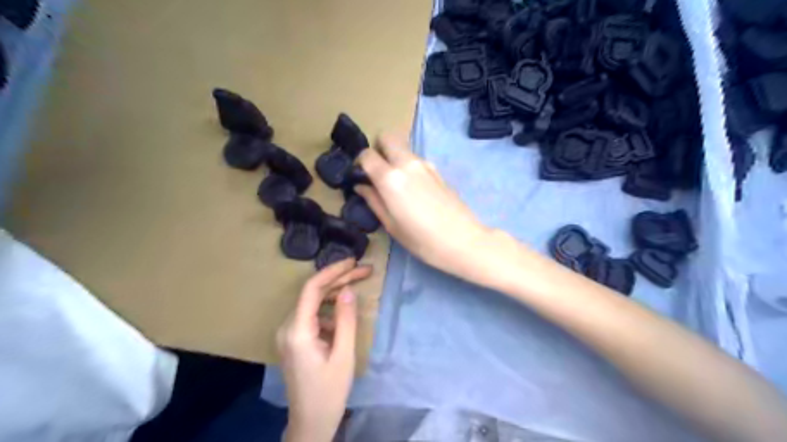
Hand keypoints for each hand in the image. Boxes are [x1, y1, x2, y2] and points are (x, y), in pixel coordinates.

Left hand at [277, 259, 373, 440]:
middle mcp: (287, 327)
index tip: (353, 262)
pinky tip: (345, 313)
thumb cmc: (329, 392)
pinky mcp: (294, 339)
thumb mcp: (344, 355)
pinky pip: (312, 315)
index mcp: (297, 331)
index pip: (312, 289)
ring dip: (335, 292)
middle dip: (339, 279)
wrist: (311, 422)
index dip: (333, 271)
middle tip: (365, 271)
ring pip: (313, 302)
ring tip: (359, 285)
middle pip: (313, 293)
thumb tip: (349, 290)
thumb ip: (346, 320)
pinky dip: (329, 309)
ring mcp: (289, 333)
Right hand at [355, 133, 490, 280]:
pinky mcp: (438, 170)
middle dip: (378, 149)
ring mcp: (425, 164)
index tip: (361, 175)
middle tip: (377, 172)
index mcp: (390, 178)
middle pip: (387, 138)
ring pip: (403, 148)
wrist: (463, 241)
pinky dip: (409, 166)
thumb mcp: (391, 225)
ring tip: (396, 184)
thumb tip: (360, 186)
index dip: (360, 162)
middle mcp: (407, 164)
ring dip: (394, 157)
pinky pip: (416, 159)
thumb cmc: (422, 240)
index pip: (367, 154)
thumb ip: (373, 201)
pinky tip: (414, 189)